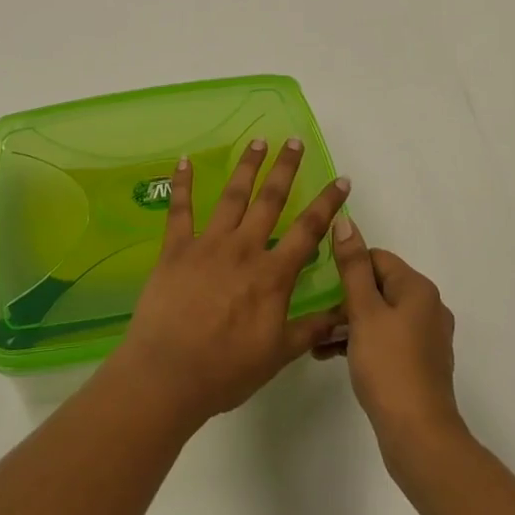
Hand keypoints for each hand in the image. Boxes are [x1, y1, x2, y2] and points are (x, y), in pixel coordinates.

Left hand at [108, 139, 350, 429]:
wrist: (169, 374)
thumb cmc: (226, 370)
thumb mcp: (278, 355)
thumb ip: (311, 329)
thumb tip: (346, 314)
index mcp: (272, 275)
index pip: (308, 231)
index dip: (327, 204)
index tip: (341, 180)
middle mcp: (244, 249)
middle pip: (270, 200)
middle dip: (285, 168)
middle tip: (295, 141)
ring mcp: (208, 244)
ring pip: (232, 196)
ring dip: (247, 166)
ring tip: (258, 141)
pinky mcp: (176, 248)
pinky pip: (180, 209)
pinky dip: (181, 184)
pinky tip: (184, 160)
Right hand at [325, 219, 464, 472]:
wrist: (419, 437)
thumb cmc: (388, 366)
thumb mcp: (364, 311)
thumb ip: (353, 266)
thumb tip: (346, 221)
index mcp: (418, 288)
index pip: (377, 258)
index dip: (348, 268)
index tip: (321, 285)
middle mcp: (429, 307)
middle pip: (379, 286)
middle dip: (346, 299)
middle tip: (317, 315)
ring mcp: (427, 338)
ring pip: (381, 315)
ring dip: (350, 323)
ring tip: (317, 341)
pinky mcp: (420, 364)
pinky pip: (387, 340)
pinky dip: (363, 343)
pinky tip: (334, 358)